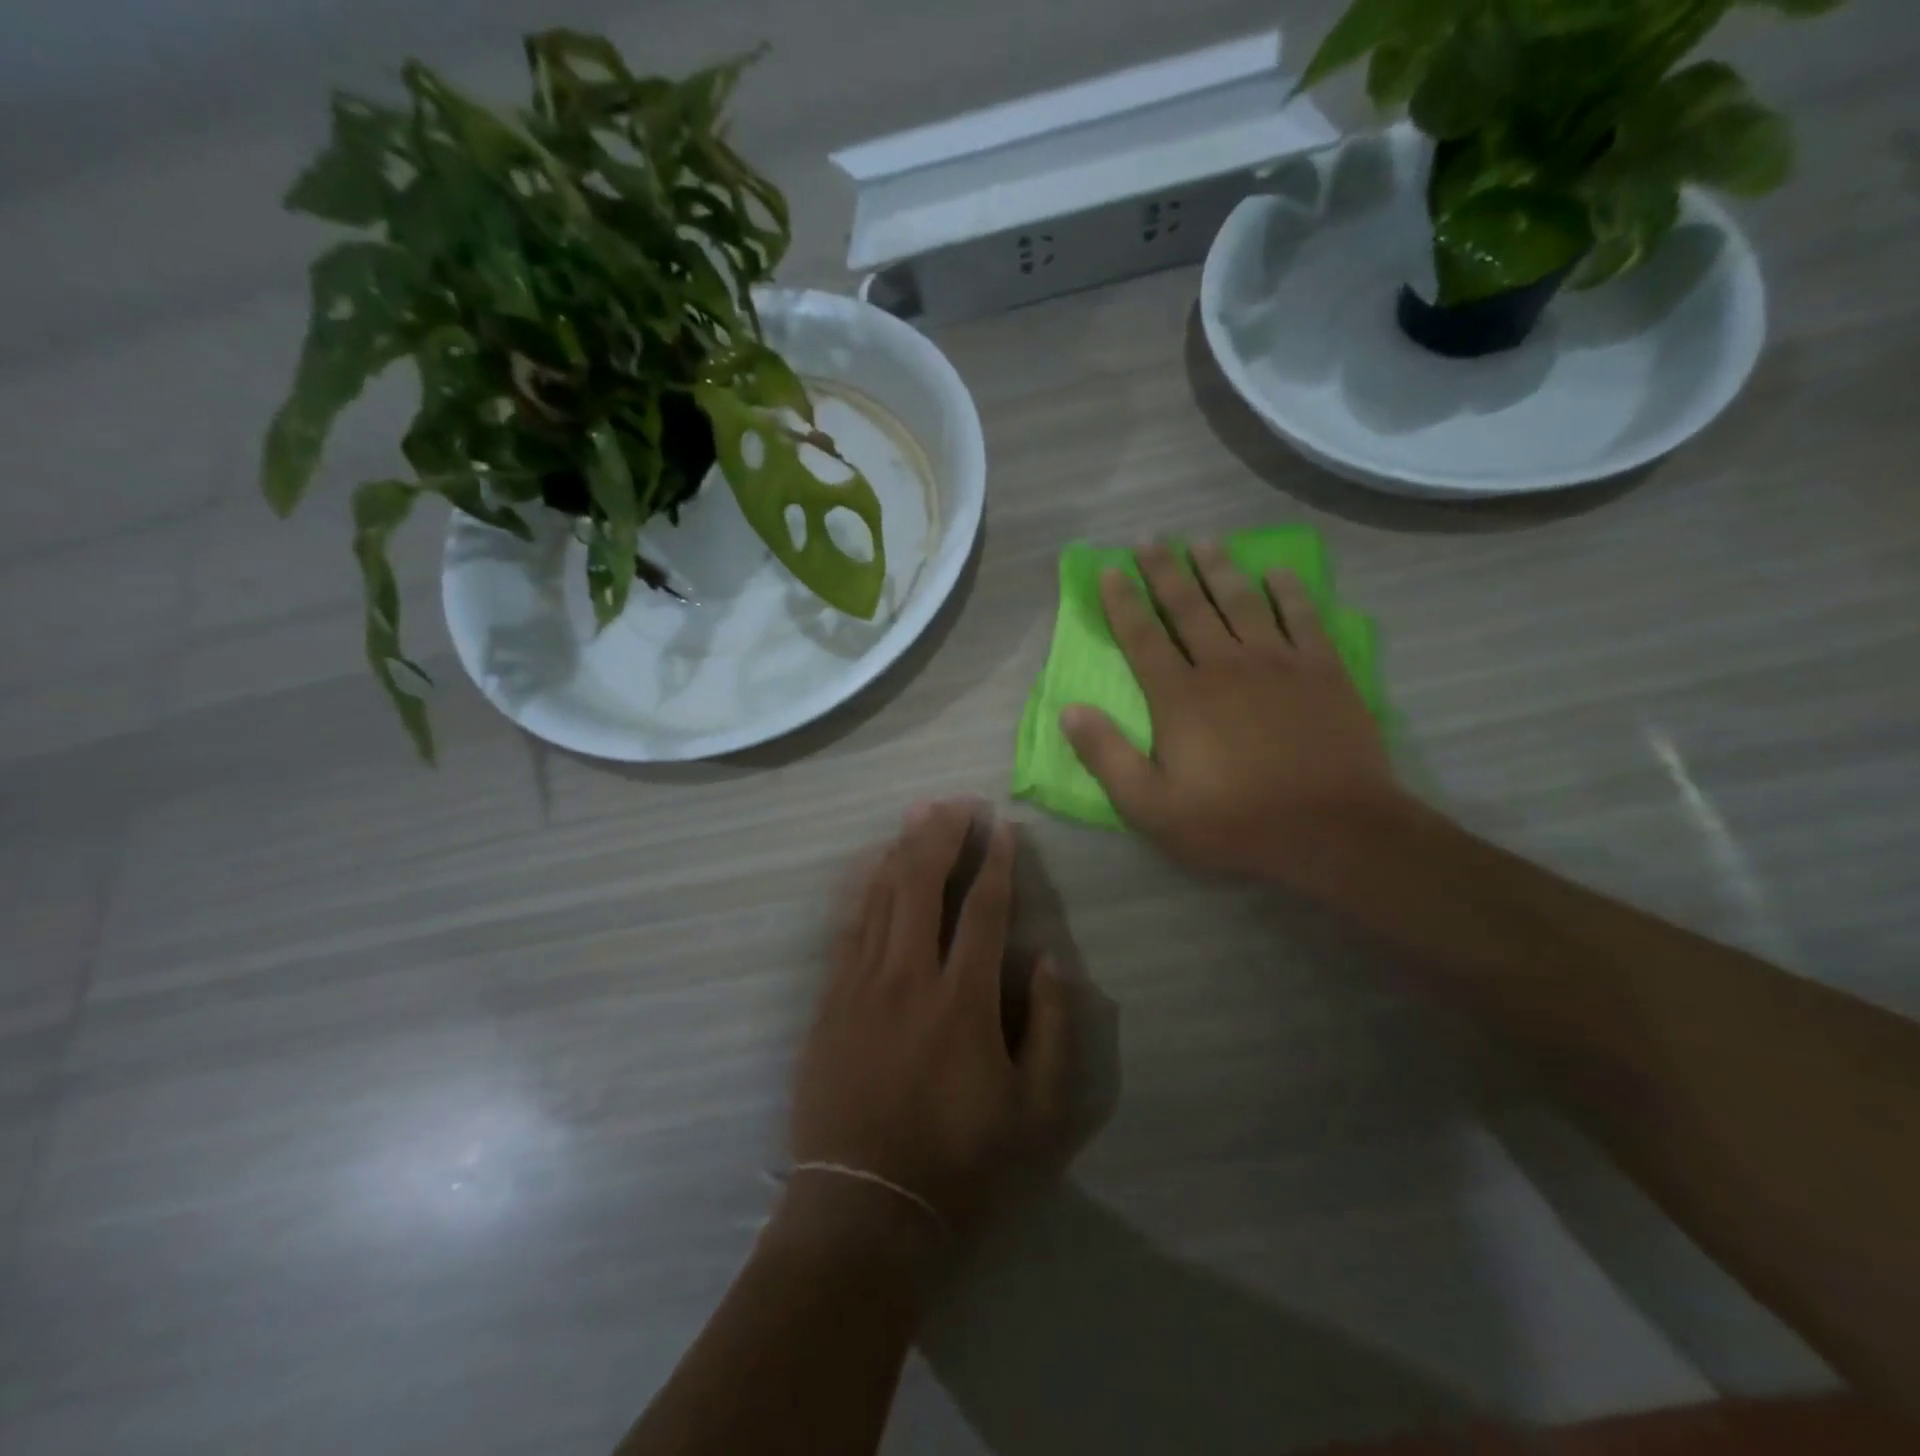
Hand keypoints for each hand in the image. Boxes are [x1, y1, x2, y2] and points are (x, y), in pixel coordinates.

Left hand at [790, 802, 1073, 1240]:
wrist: (864, 1206)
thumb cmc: (960, 1161)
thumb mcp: (1037, 1112)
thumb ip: (1054, 1029)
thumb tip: (1048, 961)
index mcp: (963, 1000)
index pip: (984, 910)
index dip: (997, 863)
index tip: (1003, 828)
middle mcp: (909, 976)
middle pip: (924, 884)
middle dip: (944, 836)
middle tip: (958, 803)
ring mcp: (861, 984)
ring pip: (882, 896)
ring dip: (903, 850)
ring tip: (920, 815)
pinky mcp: (829, 999)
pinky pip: (848, 926)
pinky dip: (864, 887)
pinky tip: (874, 865)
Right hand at [1061, 541, 1401, 885]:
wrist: (1333, 830)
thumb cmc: (1234, 822)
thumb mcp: (1151, 807)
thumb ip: (1107, 756)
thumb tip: (1069, 710)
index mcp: (1180, 696)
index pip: (1142, 637)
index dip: (1122, 602)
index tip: (1109, 570)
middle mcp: (1224, 665)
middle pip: (1187, 607)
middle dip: (1164, 571)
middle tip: (1150, 539)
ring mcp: (1278, 662)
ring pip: (1241, 601)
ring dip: (1219, 568)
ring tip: (1203, 541)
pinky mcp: (1322, 670)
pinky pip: (1302, 617)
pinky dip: (1289, 590)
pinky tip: (1279, 571)